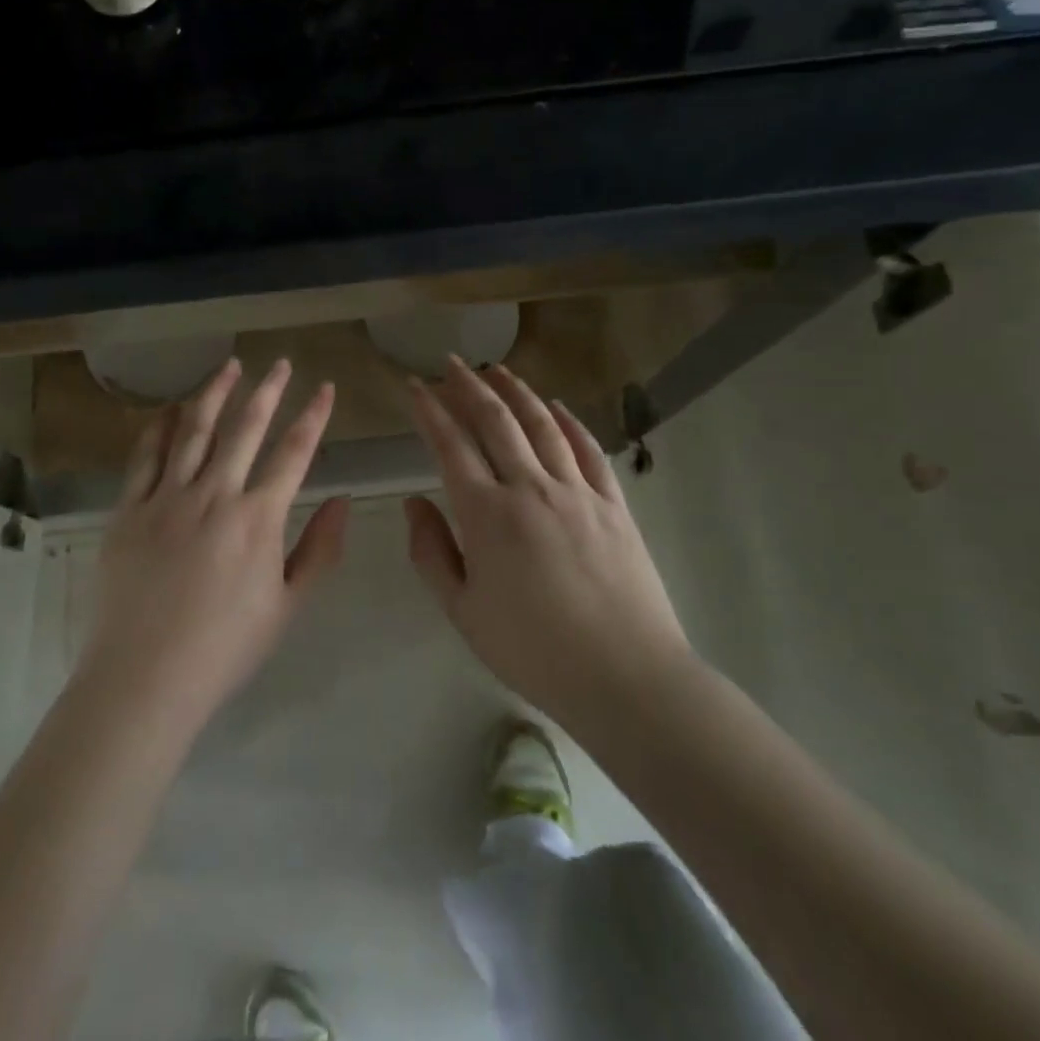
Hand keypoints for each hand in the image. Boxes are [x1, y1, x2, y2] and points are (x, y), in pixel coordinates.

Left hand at [80, 357, 348, 729]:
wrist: (145, 678)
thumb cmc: (225, 648)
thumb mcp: (288, 606)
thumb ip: (319, 550)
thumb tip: (343, 499)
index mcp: (258, 518)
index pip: (294, 453)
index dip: (314, 415)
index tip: (325, 387)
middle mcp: (214, 495)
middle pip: (245, 428)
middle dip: (267, 390)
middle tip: (279, 363)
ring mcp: (167, 498)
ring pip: (194, 430)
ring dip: (215, 394)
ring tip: (229, 367)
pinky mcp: (128, 510)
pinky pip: (146, 457)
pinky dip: (160, 427)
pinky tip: (170, 409)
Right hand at [404, 359, 693, 725]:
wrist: (626, 678)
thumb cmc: (533, 651)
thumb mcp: (463, 612)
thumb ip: (431, 552)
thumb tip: (414, 502)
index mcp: (487, 515)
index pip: (450, 445)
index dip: (429, 411)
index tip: (415, 386)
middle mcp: (530, 488)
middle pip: (495, 421)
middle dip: (469, 386)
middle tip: (452, 362)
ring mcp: (577, 492)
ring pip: (542, 424)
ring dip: (516, 391)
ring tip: (498, 370)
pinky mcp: (613, 504)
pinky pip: (588, 449)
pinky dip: (569, 421)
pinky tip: (556, 406)